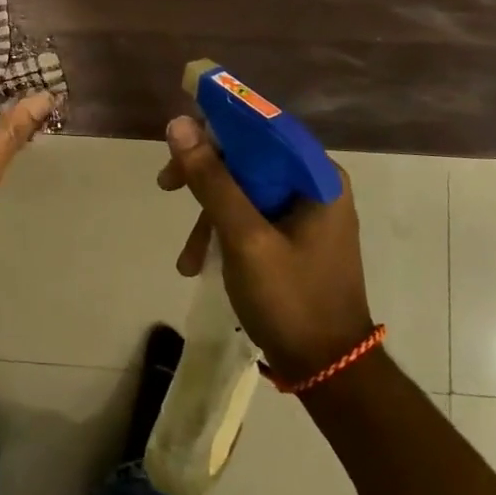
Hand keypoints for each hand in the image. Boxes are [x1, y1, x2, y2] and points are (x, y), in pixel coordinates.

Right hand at [157, 115, 372, 381]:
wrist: (329, 372)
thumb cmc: (291, 299)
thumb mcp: (244, 237)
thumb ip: (212, 180)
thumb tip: (180, 124)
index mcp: (317, 177)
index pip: (264, 126)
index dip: (219, 122)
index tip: (177, 136)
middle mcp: (314, 186)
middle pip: (250, 156)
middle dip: (205, 174)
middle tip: (166, 185)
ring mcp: (304, 214)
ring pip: (244, 188)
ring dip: (208, 212)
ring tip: (186, 254)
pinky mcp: (293, 238)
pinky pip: (249, 215)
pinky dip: (222, 231)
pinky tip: (199, 262)